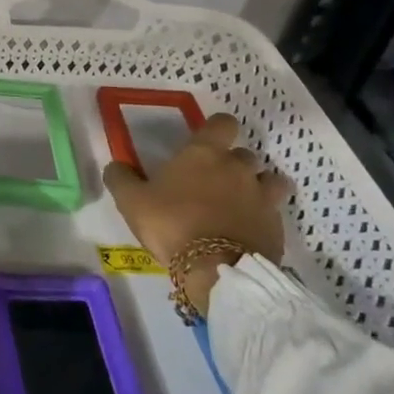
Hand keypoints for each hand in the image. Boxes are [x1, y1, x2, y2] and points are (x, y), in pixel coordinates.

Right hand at [103, 113, 291, 316]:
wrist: (217, 271)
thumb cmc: (172, 225)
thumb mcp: (131, 201)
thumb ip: (121, 178)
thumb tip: (116, 165)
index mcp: (205, 153)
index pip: (223, 123)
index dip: (217, 129)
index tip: (207, 142)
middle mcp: (238, 167)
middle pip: (245, 154)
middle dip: (233, 164)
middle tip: (214, 183)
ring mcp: (263, 196)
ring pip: (269, 181)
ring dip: (258, 187)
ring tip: (241, 204)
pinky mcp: (277, 226)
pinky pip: (274, 213)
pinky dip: (263, 218)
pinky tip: (247, 232)